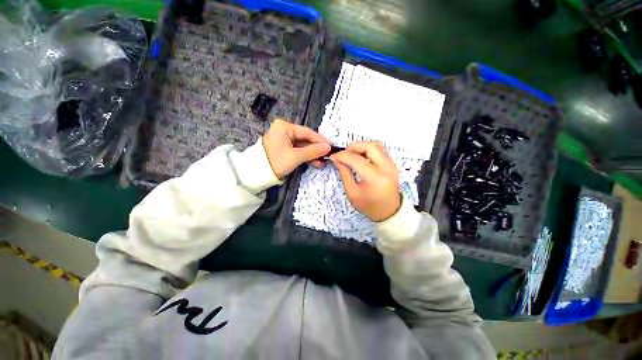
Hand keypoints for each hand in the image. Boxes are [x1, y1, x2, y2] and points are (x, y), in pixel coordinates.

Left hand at [262, 119, 331, 178]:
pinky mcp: (284, 148)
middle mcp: (284, 130)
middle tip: (328, 155)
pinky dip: (305, 156)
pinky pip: (297, 150)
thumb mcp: (295, 157)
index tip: (331, 145)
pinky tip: (315, 162)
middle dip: (316, 149)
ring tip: (322, 162)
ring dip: (312, 154)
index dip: (320, 140)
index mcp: (284, 127)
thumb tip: (328, 148)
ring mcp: (284, 139)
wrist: (257, 174)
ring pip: (302, 146)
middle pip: (305, 139)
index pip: (307, 132)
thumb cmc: (275, 162)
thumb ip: (312, 151)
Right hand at [330, 142, 400, 221]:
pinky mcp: (392, 164)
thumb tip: (337, 160)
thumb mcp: (352, 193)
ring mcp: (392, 165)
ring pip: (376, 145)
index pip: (356, 159)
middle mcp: (386, 168)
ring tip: (352, 155)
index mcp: (375, 178)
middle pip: (370, 146)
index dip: (342, 155)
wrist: (389, 212)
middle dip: (353, 146)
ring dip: (361, 147)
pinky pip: (380, 150)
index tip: (333, 157)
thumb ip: (345, 174)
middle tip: (344, 154)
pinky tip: (361, 158)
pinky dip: (368, 150)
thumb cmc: (369, 206)